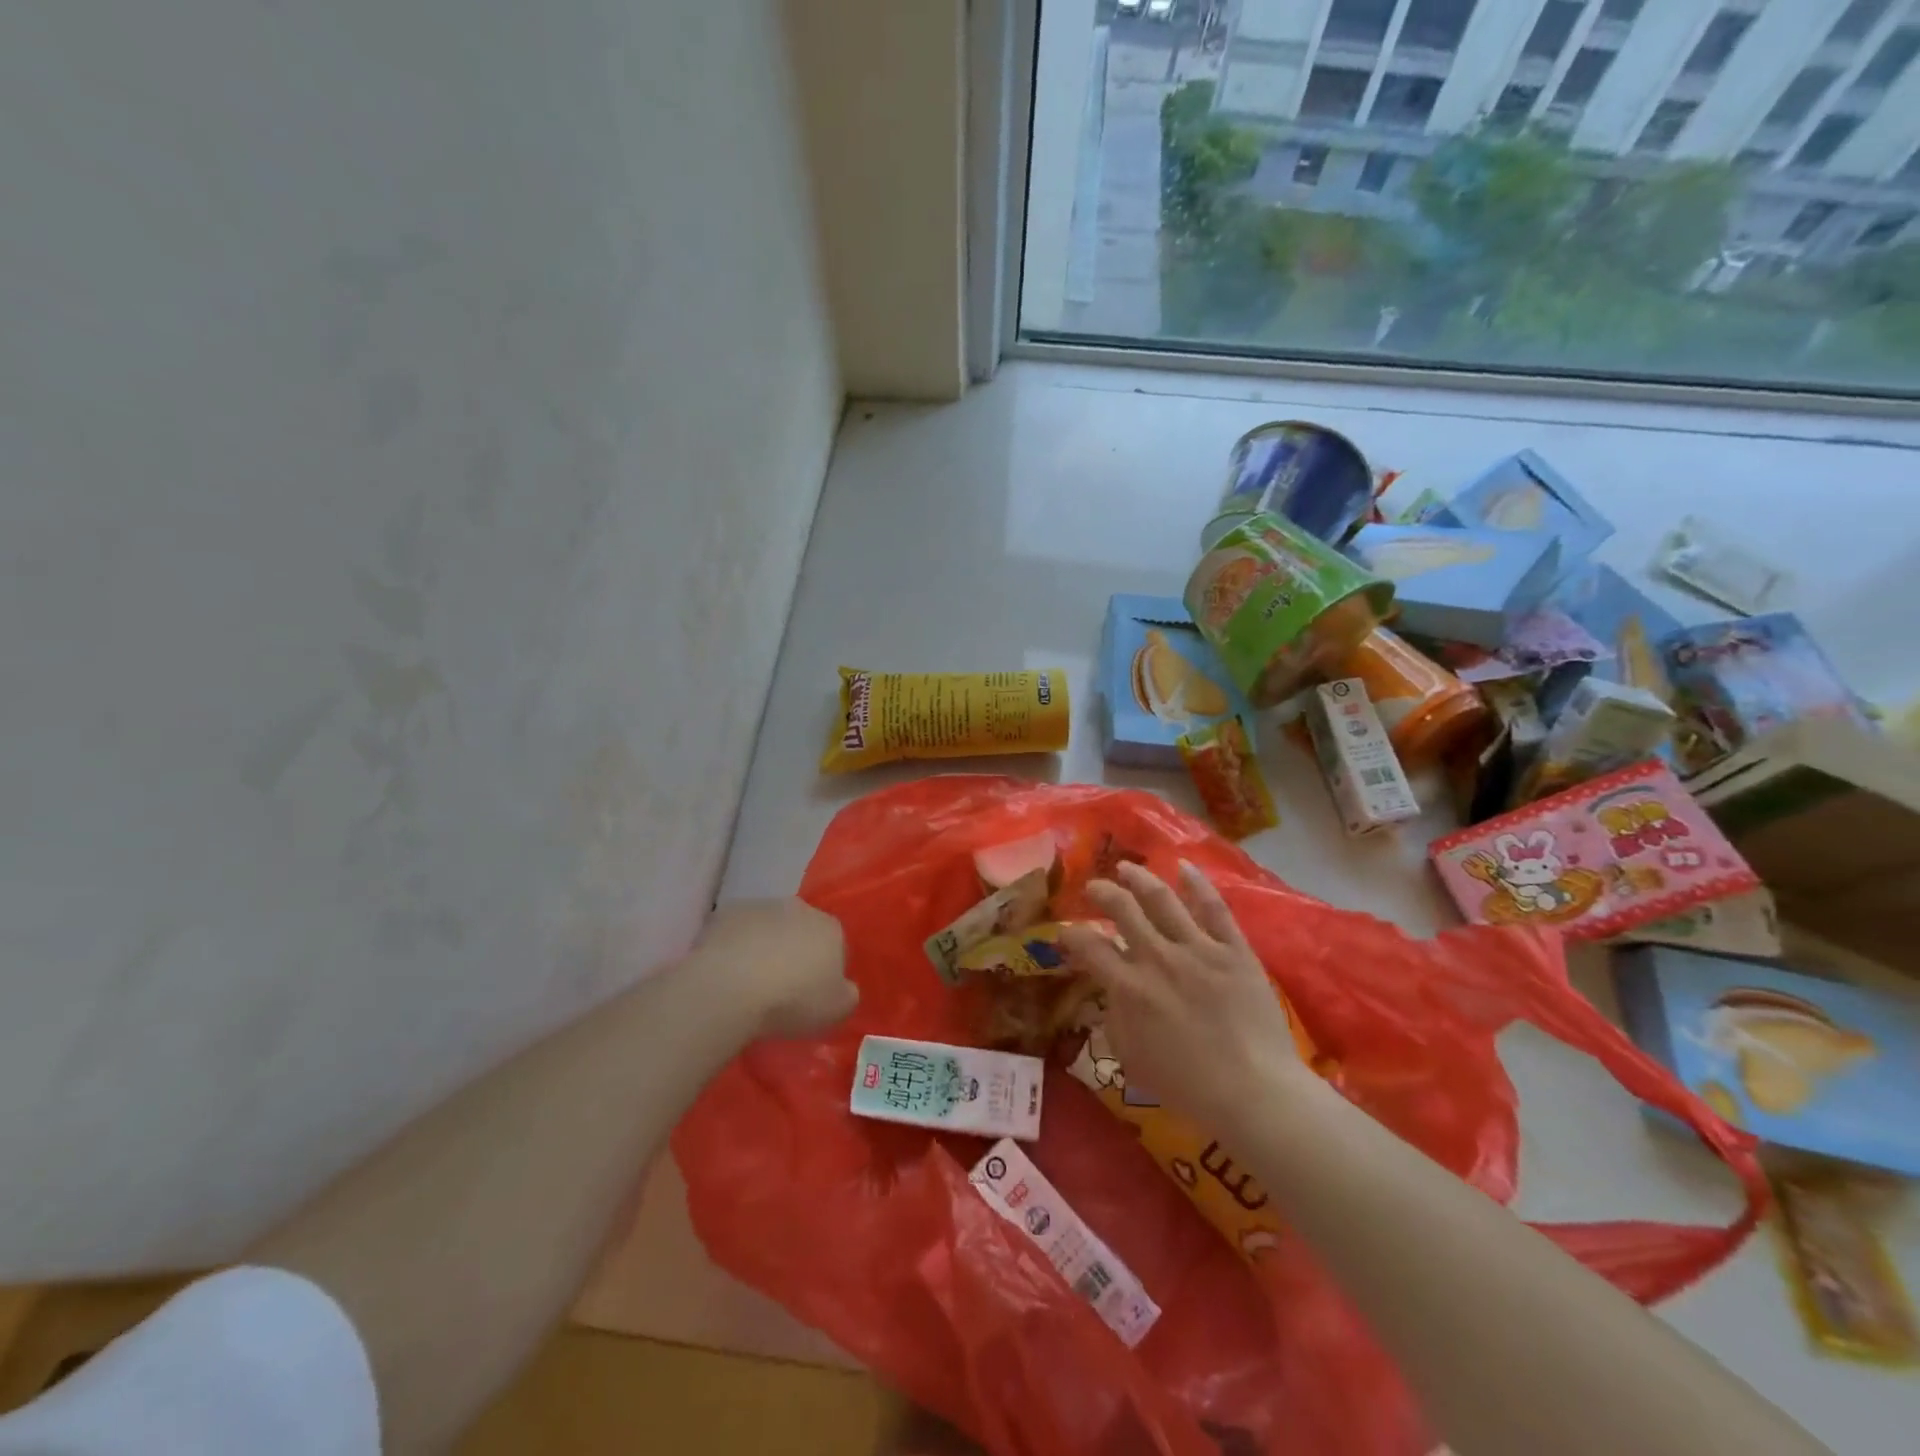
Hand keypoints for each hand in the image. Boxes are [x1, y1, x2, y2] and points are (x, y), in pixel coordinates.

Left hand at [692, 898, 857, 1038]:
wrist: (731, 987)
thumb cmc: (792, 999)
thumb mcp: (836, 1010)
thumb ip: (847, 995)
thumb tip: (844, 988)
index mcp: (830, 928)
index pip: (837, 945)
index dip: (826, 970)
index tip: (813, 994)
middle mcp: (800, 908)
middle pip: (802, 930)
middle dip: (796, 952)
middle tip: (782, 987)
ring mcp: (761, 906)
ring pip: (769, 927)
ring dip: (765, 947)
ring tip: (750, 982)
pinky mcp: (727, 913)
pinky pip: (737, 932)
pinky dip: (736, 947)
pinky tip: (728, 972)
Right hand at [1060, 861, 1307, 1131]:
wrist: (1255, 1091)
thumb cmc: (1187, 1085)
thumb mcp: (1130, 1058)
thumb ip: (1113, 1019)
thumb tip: (1109, 993)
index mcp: (1129, 987)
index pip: (1088, 946)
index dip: (1070, 934)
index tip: (1065, 932)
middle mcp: (1158, 957)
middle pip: (1122, 908)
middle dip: (1102, 892)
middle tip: (1094, 887)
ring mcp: (1198, 948)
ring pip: (1162, 899)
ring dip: (1140, 878)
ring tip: (1126, 868)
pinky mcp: (1233, 949)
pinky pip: (1213, 907)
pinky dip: (1197, 883)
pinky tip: (1184, 866)